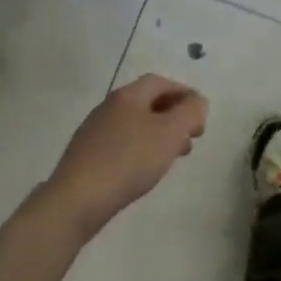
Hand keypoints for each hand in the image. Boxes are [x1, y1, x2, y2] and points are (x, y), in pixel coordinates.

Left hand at [44, 74, 207, 237]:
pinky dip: (141, 149)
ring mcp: (95, 131)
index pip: (161, 82)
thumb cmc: (130, 161)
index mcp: (127, 96)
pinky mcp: (88, 154)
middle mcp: (108, 107)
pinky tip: (145, 170)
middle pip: (147, 102)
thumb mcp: (170, 133)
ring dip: (159, 134)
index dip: (185, 94)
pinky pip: (122, 143)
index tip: (201, 116)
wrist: (79, 198)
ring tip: (173, 157)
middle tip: (191, 138)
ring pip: (135, 124)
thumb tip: (196, 102)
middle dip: (174, 116)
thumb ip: (190, 112)